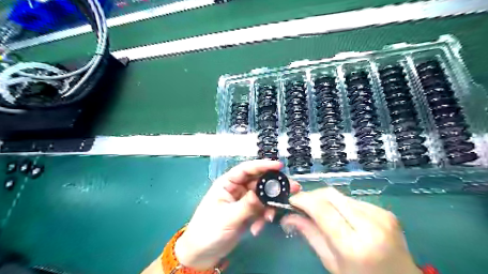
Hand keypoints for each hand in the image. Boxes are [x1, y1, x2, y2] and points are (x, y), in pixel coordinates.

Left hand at [173, 160, 299, 270]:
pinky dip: (262, 218)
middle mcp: (237, 189)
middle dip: (273, 187)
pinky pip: (261, 210)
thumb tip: (263, 193)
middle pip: (258, 182)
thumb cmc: (208, 230)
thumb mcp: (227, 217)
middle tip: (291, 188)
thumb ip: (247, 205)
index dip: (262, 165)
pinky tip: (258, 228)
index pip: (246, 169)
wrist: (203, 253)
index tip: (279, 166)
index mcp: (227, 183)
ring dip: (269, 206)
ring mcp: (243, 201)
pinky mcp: (248, 213)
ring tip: (271, 217)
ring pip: (262, 197)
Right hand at [283, 187, 423, 273]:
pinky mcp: (386, 211)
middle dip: (312, 195)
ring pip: (341, 196)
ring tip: (321, 213)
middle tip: (302, 204)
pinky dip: (341, 205)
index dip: (303, 200)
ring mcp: (381, 216)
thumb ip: (310, 235)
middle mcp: (370, 225)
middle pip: (331, 195)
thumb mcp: (332, 263)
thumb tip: (289, 216)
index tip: (292, 200)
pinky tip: (341, 217)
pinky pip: (353, 200)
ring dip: (326, 200)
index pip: (322, 210)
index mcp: (355, 246)